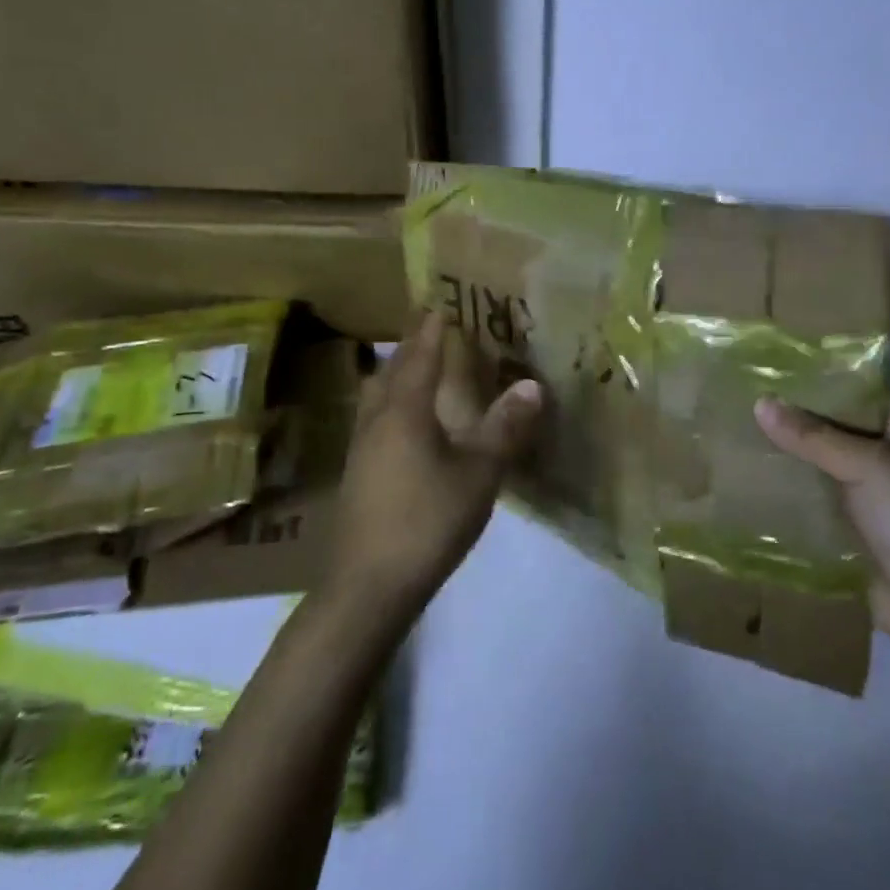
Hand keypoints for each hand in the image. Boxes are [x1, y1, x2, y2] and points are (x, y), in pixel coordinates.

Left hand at [325, 313, 542, 619]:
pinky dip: (390, 402)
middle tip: (433, 329)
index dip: (432, 329)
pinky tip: (404, 423)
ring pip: (376, 394)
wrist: (367, 586)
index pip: (420, 355)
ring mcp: (360, 447)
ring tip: (416, 366)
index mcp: (404, 411)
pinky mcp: (356, 473)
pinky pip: (373, 418)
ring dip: (396, 373)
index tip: (442, 303)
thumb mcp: (478, 475)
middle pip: (391, 369)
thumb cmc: (427, 521)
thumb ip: (505, 429)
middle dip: (412, 345)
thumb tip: (532, 385)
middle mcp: (376, 419)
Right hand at [755, 395, 889, 663]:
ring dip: (796, 456)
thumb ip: (811, 435)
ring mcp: (882, 494)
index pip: (862, 391)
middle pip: (842, 427)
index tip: (774, 372)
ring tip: (745, 434)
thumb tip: (759, 403)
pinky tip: (759, 477)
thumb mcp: (863, 465)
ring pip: (830, 463)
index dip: (821, 381)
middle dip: (801, 420)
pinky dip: (799, 490)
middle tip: (750, 401)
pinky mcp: (864, 527)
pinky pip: (824, 498)